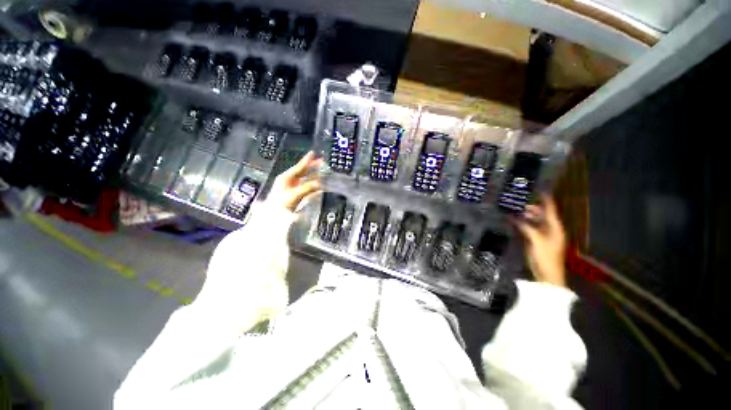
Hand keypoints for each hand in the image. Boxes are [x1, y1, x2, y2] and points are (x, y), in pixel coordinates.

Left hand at [267, 151, 323, 211]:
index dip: (306, 160)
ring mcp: (291, 188)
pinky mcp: (295, 194)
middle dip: (312, 167)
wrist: (273, 216)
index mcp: (286, 178)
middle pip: (302, 171)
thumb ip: (307, 188)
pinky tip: (318, 185)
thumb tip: (318, 183)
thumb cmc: (280, 204)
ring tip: (322, 172)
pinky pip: (305, 186)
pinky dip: (312, 185)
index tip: (313, 153)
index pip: (299, 167)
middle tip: (321, 162)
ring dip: (313, 176)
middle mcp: (289, 181)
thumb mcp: (294, 195)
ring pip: (304, 179)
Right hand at [514, 194, 566, 287]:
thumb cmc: (546, 256)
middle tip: (519, 200)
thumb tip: (513, 216)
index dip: (545, 200)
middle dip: (532, 207)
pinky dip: (522, 223)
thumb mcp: (536, 240)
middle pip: (541, 214)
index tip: (538, 190)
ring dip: (526, 216)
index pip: (550, 210)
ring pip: (534, 221)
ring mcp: (543, 235)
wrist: (546, 274)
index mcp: (555, 227)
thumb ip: (525, 227)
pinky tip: (514, 220)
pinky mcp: (536, 241)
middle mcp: (550, 229)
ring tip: (514, 209)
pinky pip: (529, 228)